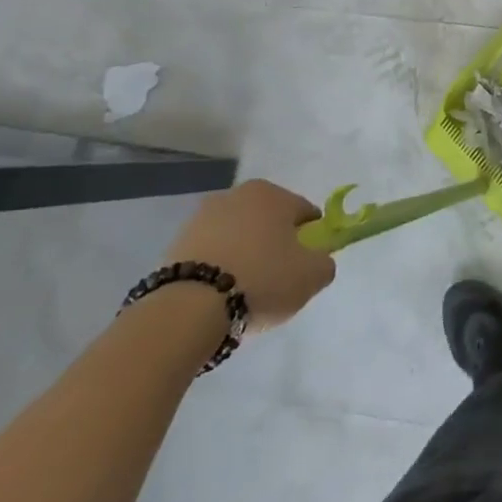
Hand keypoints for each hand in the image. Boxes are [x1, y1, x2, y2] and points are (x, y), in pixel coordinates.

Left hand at [161, 180, 335, 331]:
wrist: (189, 308)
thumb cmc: (261, 280)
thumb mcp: (312, 276)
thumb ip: (325, 262)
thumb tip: (318, 260)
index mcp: (273, 193)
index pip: (304, 213)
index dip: (309, 241)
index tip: (302, 267)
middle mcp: (238, 194)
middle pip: (268, 222)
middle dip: (274, 245)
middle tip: (274, 280)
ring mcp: (202, 216)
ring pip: (237, 236)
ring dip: (244, 255)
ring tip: (242, 292)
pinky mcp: (176, 242)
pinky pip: (210, 253)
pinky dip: (217, 267)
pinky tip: (217, 295)